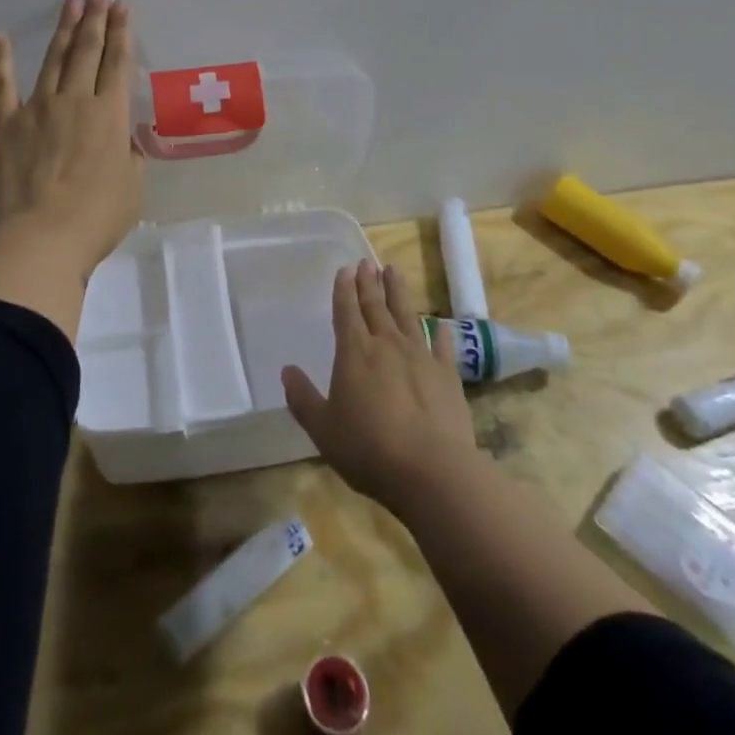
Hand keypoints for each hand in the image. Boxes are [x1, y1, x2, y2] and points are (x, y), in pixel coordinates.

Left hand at [0, 0, 142, 278]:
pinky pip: (2, 84)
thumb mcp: (132, 187)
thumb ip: (130, 156)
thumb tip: (123, 139)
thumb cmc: (96, 218)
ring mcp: (36, 108)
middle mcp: (75, 100)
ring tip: (70, 2)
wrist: (40, 239)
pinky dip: (0, 58)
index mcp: (110, 115)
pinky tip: (0, 35)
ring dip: (63, 29)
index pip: (117, 62)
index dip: (121, 32)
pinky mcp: (4, 124)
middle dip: (94, 18)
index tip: (122, 6)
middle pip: (86, 50)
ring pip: (53, 59)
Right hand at [282, 260, 480, 517]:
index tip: (345, 269)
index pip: (346, 311)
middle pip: (376, 306)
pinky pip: (442, 346)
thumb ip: (303, 398)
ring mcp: (420, 357)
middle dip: (369, 283)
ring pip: (407, 315)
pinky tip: (439, 324)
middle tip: (366, 263)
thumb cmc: (368, 449)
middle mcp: (386, 344)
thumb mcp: (323, 429)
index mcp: (354, 352)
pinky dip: (439, 332)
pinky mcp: (447, 376)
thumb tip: (287, 371)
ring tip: (393, 271)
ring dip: (399, 292)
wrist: (431, 471)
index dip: (344, 289)